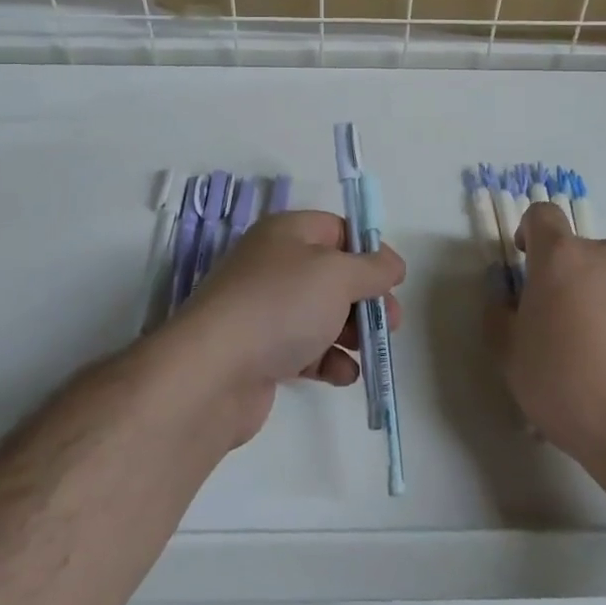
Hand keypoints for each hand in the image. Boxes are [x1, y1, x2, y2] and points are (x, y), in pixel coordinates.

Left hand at [175, 211, 404, 445]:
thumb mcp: (338, 275)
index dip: (368, 251)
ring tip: (369, 350)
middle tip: (391, 322)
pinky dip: (328, 360)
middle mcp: (274, 265)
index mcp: (287, 233)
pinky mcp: (261, 352)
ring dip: (351, 332)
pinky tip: (344, 375)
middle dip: (366, 298)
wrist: (213, 373)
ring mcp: (265, 310)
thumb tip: (392, 264)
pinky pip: (305, 349)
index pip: (337, 230)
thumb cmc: (281, 306)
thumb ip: (372, 267)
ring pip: (321, 314)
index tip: (392, 280)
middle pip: (332, 275)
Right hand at [488, 203, 605, 472]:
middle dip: (569, 278)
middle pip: (580, 252)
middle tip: (566, 327)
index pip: (542, 214)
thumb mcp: (510, 358)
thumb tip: (503, 290)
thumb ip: (498, 313)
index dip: (531, 233)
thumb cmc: (569, 389)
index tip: (528, 266)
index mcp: (560, 258)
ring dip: (605, 297)